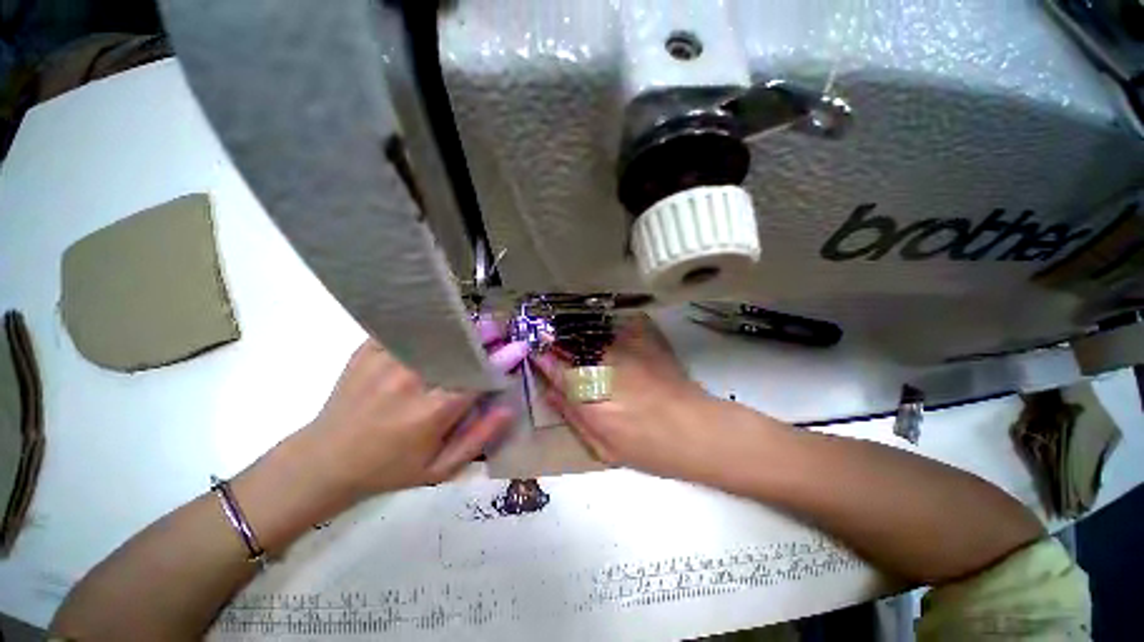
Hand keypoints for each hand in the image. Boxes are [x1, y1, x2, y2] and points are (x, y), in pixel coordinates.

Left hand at [304, 325, 527, 500]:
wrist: (323, 461)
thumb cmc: (388, 469)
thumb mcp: (439, 469)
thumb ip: (478, 438)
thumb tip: (507, 408)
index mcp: (432, 411)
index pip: (477, 377)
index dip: (501, 361)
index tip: (518, 347)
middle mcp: (411, 380)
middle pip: (457, 348)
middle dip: (482, 335)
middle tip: (497, 328)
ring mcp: (386, 361)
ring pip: (433, 334)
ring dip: (457, 328)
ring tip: (471, 326)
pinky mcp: (368, 350)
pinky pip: (405, 329)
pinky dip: (425, 325)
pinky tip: (436, 324)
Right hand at [532, 314, 735, 480]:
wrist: (698, 432)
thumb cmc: (649, 448)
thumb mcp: (603, 448)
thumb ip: (572, 417)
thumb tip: (550, 392)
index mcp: (589, 396)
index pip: (554, 368)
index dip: (542, 358)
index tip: (534, 351)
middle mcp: (603, 365)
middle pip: (570, 344)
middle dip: (555, 339)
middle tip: (547, 336)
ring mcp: (624, 348)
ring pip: (590, 331)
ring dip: (577, 331)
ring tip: (570, 331)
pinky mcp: (644, 339)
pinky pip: (616, 325)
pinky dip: (605, 327)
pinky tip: (604, 332)